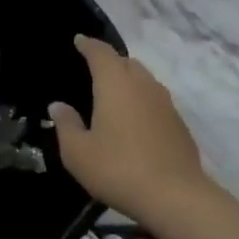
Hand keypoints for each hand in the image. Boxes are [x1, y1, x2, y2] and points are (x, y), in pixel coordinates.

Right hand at [51, 35, 210, 220]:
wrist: (176, 197)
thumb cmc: (118, 169)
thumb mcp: (78, 152)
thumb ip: (66, 124)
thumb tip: (58, 106)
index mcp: (115, 84)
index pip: (101, 52)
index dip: (88, 45)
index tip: (79, 41)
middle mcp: (143, 85)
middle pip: (126, 62)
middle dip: (109, 61)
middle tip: (93, 71)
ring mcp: (166, 103)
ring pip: (144, 80)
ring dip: (128, 81)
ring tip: (113, 96)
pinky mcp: (179, 124)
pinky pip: (155, 101)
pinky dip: (142, 102)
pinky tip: (134, 122)